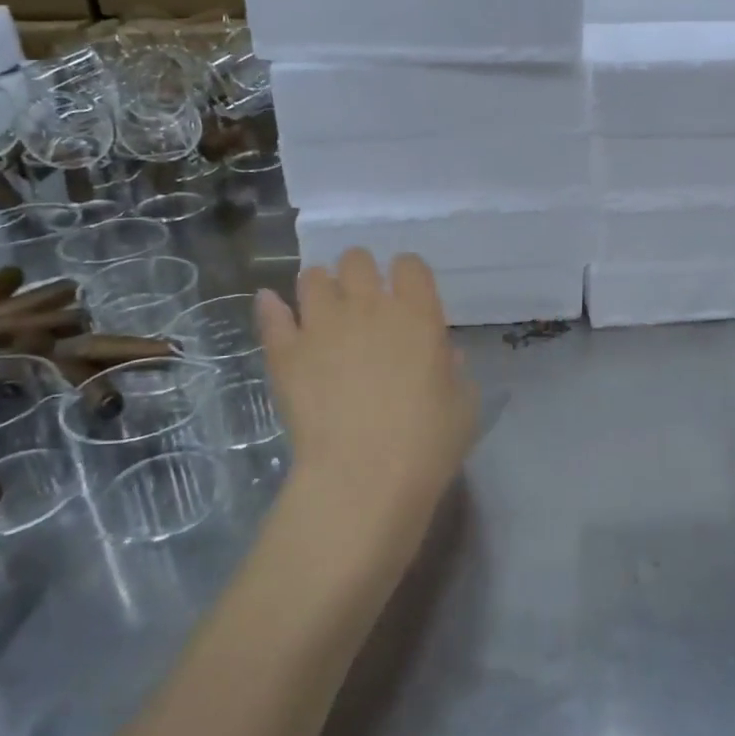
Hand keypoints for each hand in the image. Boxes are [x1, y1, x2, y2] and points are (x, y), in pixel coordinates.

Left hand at [256, 250, 479, 584]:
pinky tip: (275, 309)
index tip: (406, 293)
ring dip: (320, 286)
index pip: (410, 265)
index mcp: (418, 314)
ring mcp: (322, 325)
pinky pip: (271, 313)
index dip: (407, 274)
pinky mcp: (285, 351)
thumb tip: (442, 355)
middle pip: (357, 259)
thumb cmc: (426, 444)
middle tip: (362, 300)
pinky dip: (272, 308)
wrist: (363, 476)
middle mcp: (368, 306)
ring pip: (312, 277)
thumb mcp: (463, 406)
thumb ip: (454, 371)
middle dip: (360, 272)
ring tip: (322, 309)